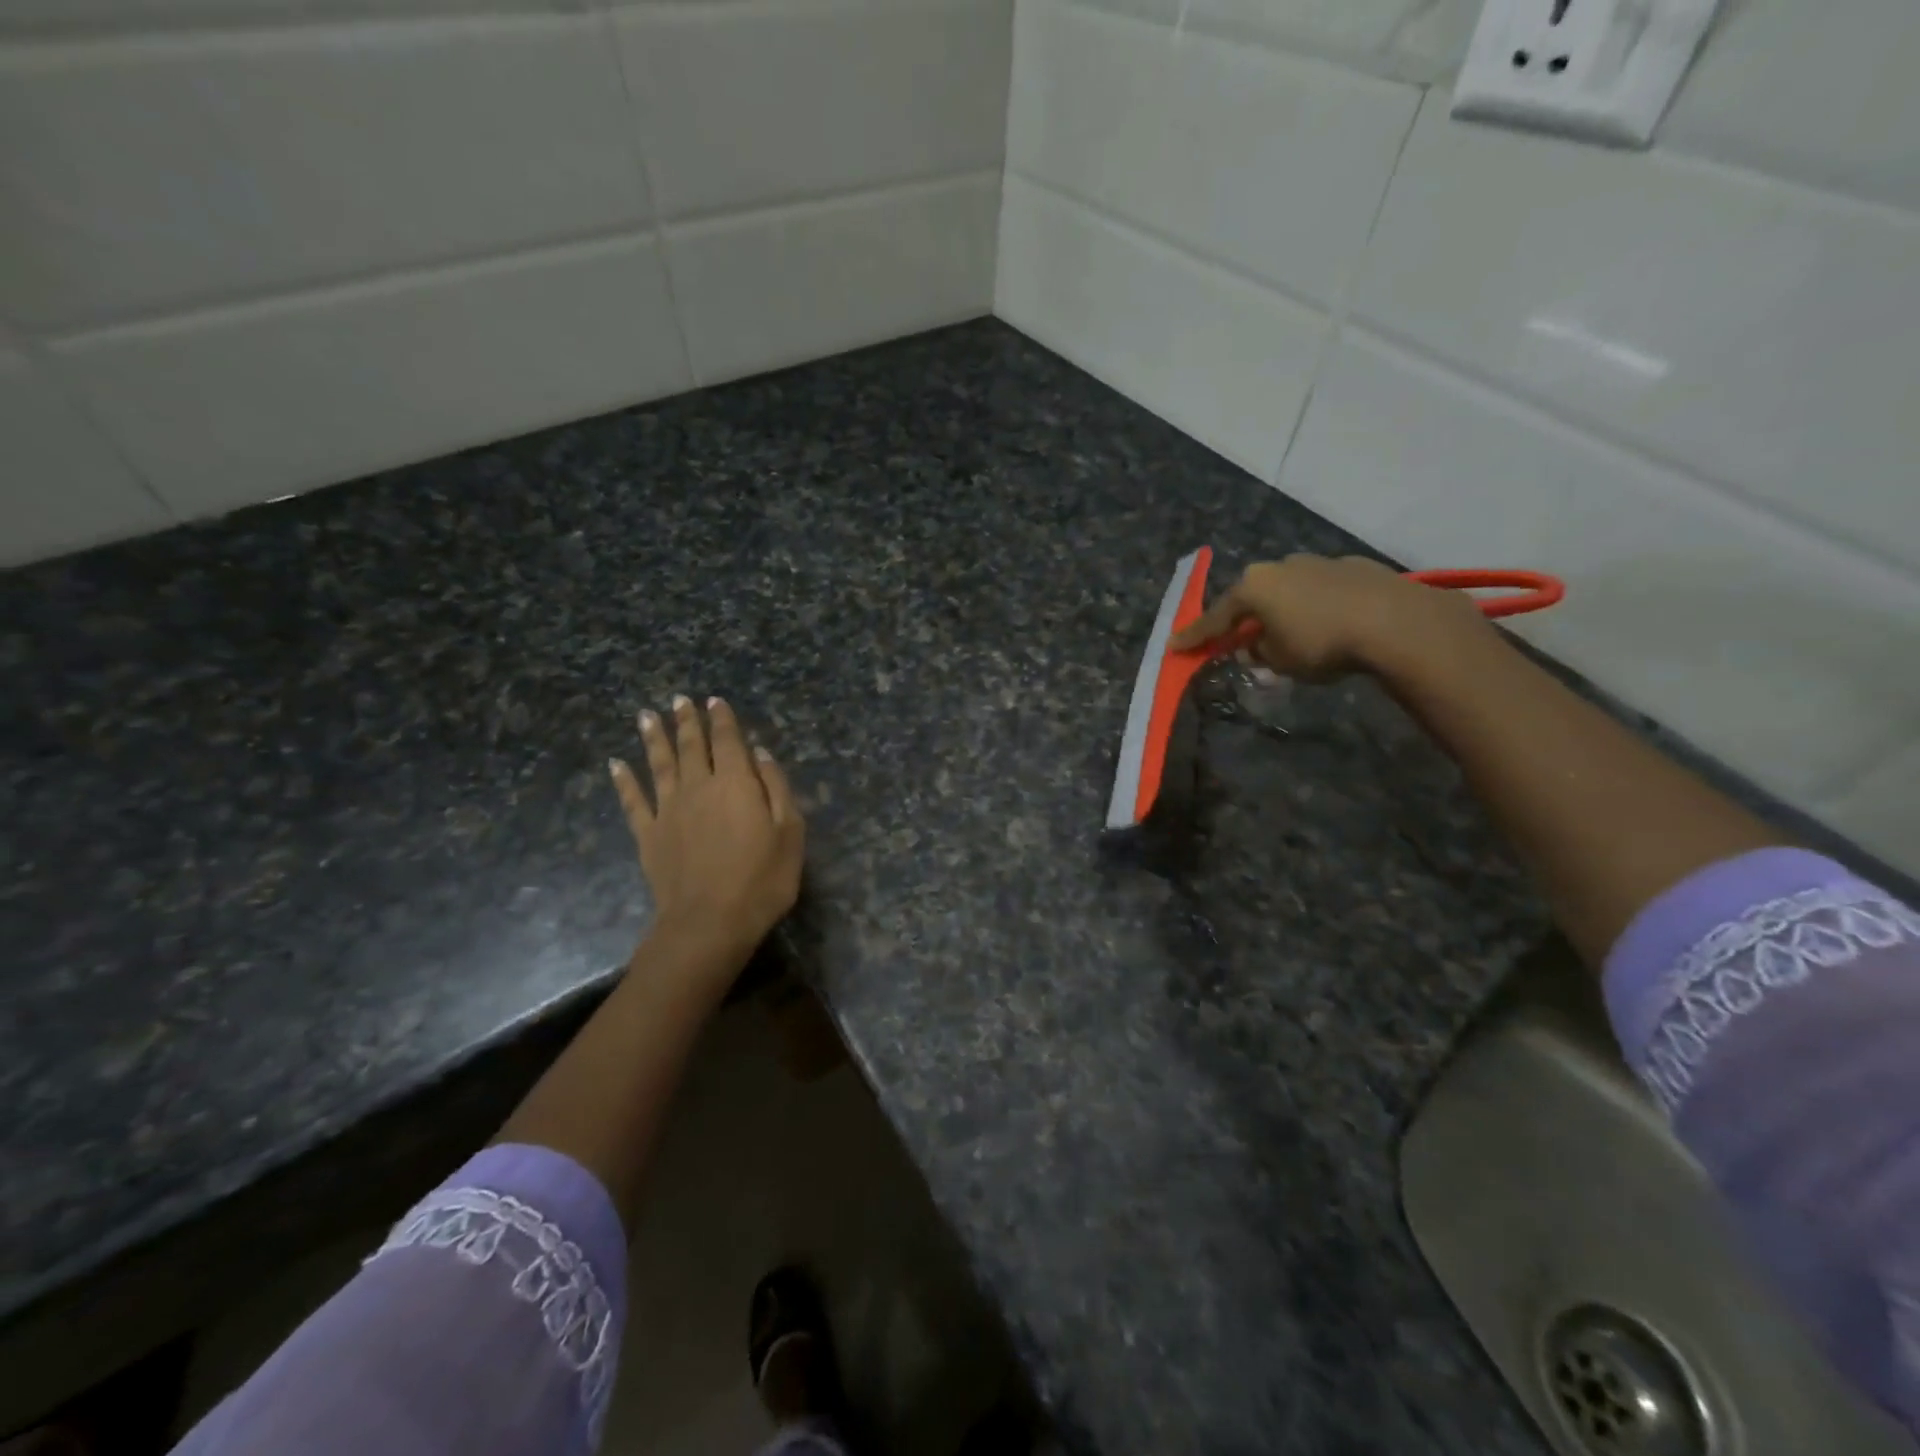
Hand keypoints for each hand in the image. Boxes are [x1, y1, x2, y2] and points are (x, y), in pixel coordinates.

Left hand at [608, 695, 804, 992]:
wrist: (709, 922)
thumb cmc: (762, 879)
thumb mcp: (790, 833)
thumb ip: (776, 788)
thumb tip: (760, 753)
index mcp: (736, 783)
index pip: (728, 740)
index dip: (722, 719)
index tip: (715, 700)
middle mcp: (699, 786)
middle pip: (691, 746)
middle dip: (687, 720)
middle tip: (679, 699)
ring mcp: (668, 809)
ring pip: (659, 764)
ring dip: (653, 738)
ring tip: (646, 715)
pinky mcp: (648, 835)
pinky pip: (632, 801)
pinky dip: (623, 781)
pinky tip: (615, 764)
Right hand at [1169, 554, 1486, 682]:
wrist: (1394, 622)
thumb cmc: (1321, 642)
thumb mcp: (1279, 660)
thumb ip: (1259, 653)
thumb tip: (1253, 647)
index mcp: (1254, 586)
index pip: (1215, 617)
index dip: (1195, 636)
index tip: (1175, 647)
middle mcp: (1281, 566)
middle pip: (1252, 596)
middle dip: (1244, 619)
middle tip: (1238, 640)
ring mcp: (1318, 562)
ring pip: (1288, 590)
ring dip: (1282, 610)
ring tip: (1290, 634)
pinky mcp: (1353, 567)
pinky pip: (1320, 590)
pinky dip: (1315, 606)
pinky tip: (1328, 624)